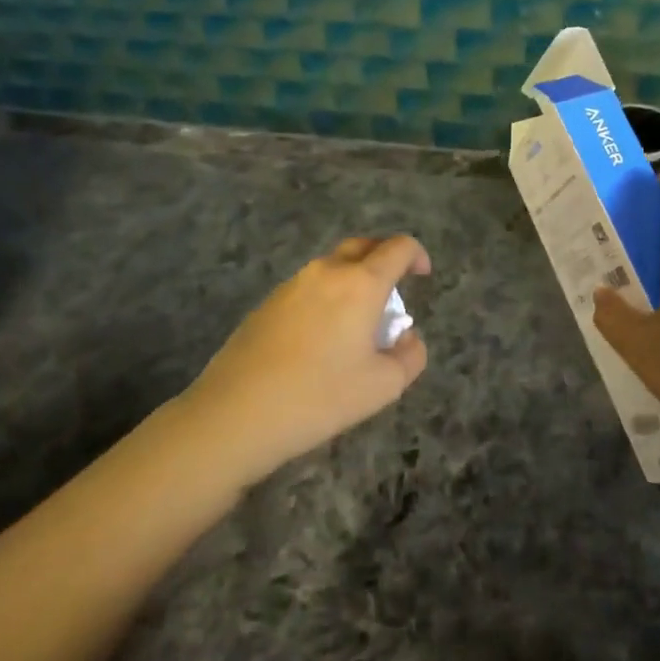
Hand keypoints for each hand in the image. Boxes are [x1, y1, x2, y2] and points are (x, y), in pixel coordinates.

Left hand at [182, 235, 430, 482]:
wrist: (236, 414)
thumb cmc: (319, 397)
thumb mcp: (384, 386)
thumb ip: (410, 356)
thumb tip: (407, 337)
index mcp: (360, 284)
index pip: (397, 248)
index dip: (417, 255)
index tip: (423, 275)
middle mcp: (326, 272)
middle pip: (362, 246)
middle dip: (384, 259)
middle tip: (394, 291)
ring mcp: (291, 285)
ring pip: (332, 268)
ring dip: (353, 281)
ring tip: (358, 323)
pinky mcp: (267, 304)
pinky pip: (308, 288)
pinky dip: (326, 299)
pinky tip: (321, 340)